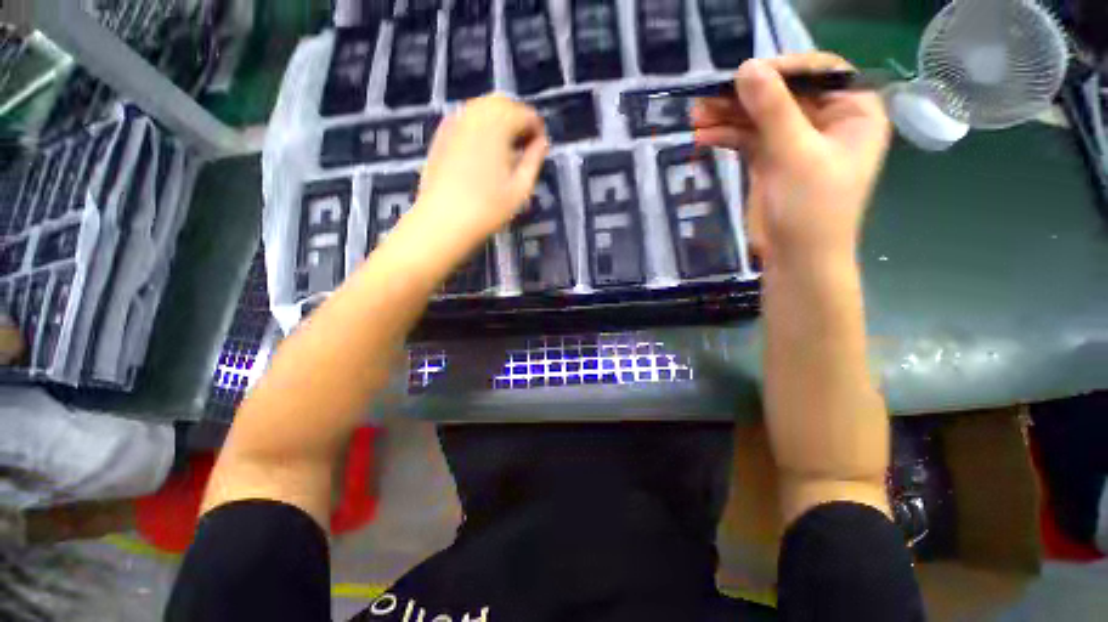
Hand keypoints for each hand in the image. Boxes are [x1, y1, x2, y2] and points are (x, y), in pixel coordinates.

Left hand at [411, 94, 548, 250]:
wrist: (443, 221)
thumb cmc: (488, 208)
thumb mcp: (521, 187)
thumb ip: (534, 159)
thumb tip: (542, 143)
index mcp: (498, 124)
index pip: (525, 113)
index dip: (538, 130)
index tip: (540, 151)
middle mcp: (475, 114)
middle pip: (503, 104)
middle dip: (518, 121)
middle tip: (524, 149)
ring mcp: (454, 121)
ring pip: (483, 109)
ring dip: (499, 123)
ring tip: (505, 151)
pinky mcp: (441, 134)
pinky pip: (466, 119)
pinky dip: (480, 127)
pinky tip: (483, 152)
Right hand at [692, 53, 890, 269]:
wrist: (797, 259)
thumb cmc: (811, 209)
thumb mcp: (795, 155)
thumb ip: (772, 110)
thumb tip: (746, 68)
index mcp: (853, 112)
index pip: (820, 72)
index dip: (782, 69)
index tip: (745, 75)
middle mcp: (827, 121)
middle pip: (783, 94)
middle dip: (745, 97)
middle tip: (707, 98)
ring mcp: (796, 142)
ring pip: (760, 118)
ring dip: (728, 117)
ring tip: (696, 118)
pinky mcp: (771, 161)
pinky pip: (748, 139)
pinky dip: (727, 137)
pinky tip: (704, 137)